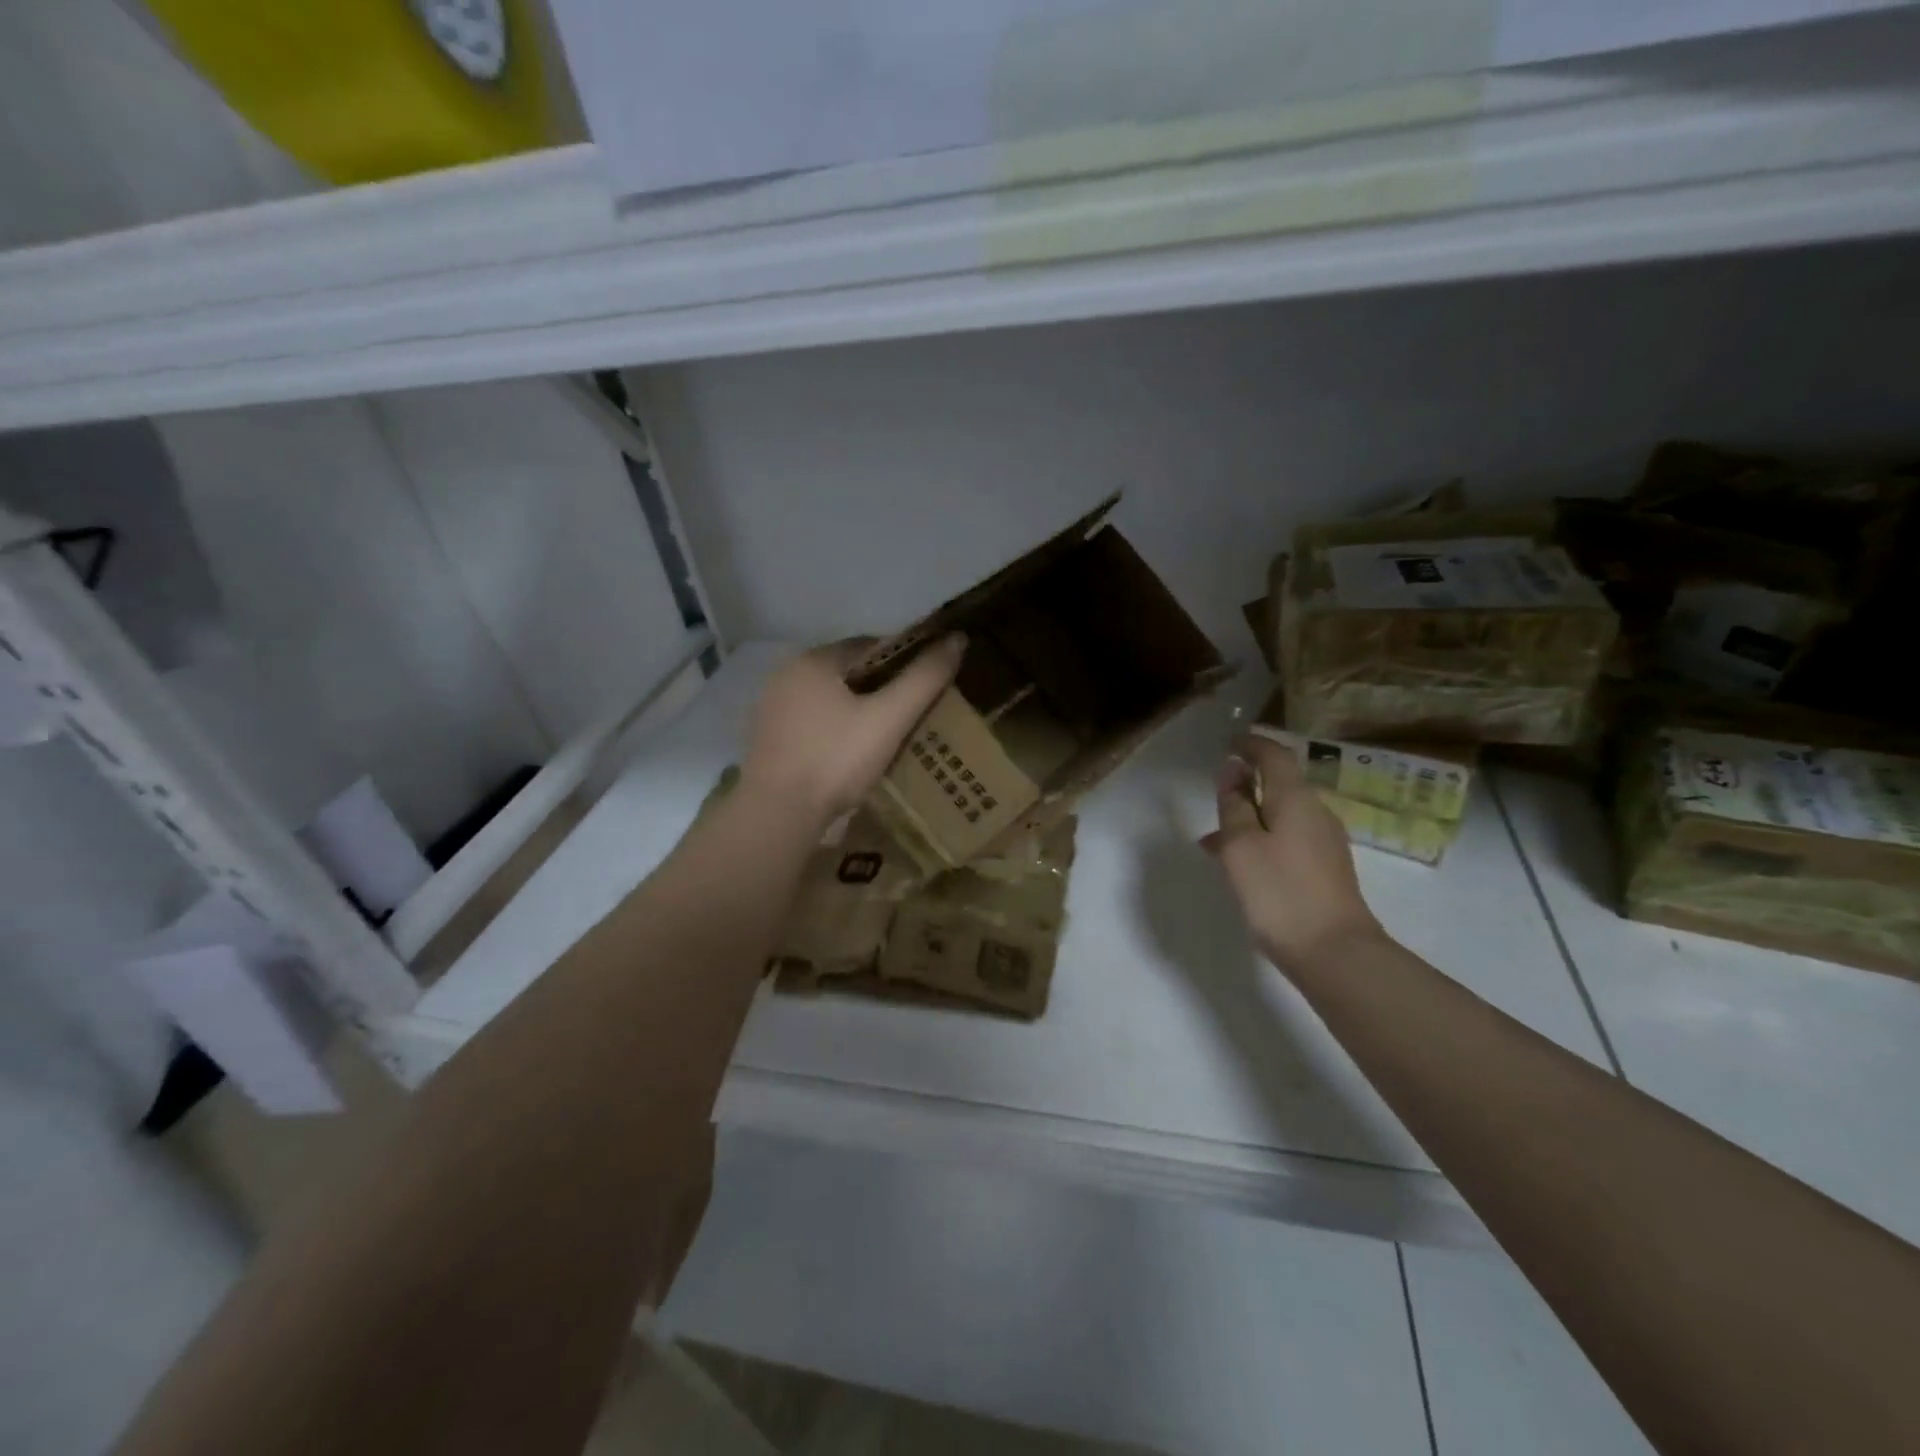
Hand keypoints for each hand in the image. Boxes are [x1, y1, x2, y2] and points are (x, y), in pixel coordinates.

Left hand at [741, 635, 966, 826]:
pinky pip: (812, 721)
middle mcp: (787, 673)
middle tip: (910, 715)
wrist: (778, 814)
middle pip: (848, 672)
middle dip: (880, 687)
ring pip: (829, 698)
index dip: (904, 662)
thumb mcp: (889, 719)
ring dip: (857, 709)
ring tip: (886, 736)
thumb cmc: (836, 760)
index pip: (871, 645)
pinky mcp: (768, 737)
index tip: (926, 688)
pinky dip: (834, 728)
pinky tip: (850, 752)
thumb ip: (924, 679)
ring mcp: (773, 706)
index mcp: (815, 659)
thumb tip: (957, 639)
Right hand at [1202, 732, 1384, 975]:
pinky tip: (1240, 864)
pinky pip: (1288, 838)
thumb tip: (1233, 770)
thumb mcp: (1240, 845)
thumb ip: (1234, 805)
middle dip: (1248, 783)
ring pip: (1282, 815)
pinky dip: (1262, 838)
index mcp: (1296, 799)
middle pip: (1281, 784)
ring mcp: (1326, 842)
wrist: (1334, 953)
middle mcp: (1317, 813)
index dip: (1250, 744)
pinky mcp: (1326, 869)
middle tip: (1216, 792)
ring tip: (1214, 838)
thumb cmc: (1279, 892)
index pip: (1274, 756)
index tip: (1228, 741)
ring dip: (1250, 816)